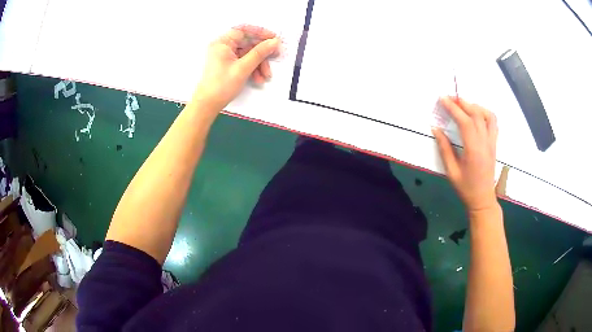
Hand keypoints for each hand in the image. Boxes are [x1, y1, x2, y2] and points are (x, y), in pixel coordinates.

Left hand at [192, 25, 280, 112]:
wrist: (208, 105)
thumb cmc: (220, 86)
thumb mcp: (243, 68)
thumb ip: (260, 53)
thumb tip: (274, 41)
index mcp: (222, 43)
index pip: (244, 31)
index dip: (260, 33)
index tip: (273, 38)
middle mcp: (222, 46)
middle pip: (247, 43)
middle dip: (262, 53)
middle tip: (274, 56)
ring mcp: (225, 55)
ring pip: (247, 54)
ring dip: (259, 63)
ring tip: (265, 75)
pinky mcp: (227, 64)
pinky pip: (243, 61)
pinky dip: (252, 68)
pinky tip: (258, 78)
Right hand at [432, 97, 498, 212]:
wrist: (483, 200)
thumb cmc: (466, 188)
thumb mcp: (451, 171)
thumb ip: (444, 149)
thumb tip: (436, 129)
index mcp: (474, 150)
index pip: (465, 121)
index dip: (453, 108)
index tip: (442, 98)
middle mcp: (485, 142)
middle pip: (476, 114)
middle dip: (462, 102)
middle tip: (449, 98)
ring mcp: (492, 142)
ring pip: (488, 115)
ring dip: (475, 106)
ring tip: (463, 105)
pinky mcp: (494, 144)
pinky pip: (493, 123)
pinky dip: (485, 113)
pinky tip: (476, 114)